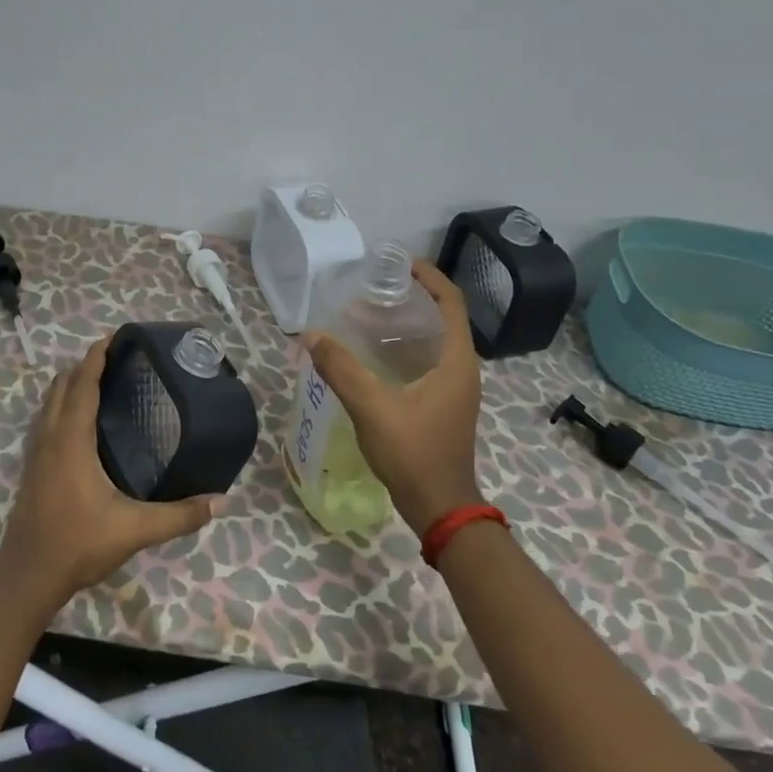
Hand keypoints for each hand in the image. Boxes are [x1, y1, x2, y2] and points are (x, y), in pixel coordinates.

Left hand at [0, 336, 226, 613]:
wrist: (27, 577)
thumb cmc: (78, 545)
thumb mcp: (134, 530)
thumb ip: (179, 515)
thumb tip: (222, 501)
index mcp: (71, 440)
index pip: (81, 385)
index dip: (95, 358)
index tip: (112, 338)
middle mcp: (50, 437)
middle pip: (61, 386)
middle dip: (84, 366)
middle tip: (115, 358)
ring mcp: (35, 452)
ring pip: (49, 402)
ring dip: (70, 384)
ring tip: (99, 380)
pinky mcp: (31, 467)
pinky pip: (45, 420)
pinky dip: (61, 405)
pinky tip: (80, 421)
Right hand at [302, 258, 483, 534]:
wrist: (441, 508)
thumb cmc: (414, 452)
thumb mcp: (372, 407)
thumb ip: (340, 368)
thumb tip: (310, 335)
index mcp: (456, 361)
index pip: (451, 302)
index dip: (429, 277)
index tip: (398, 263)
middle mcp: (462, 369)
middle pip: (442, 318)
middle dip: (409, 299)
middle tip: (371, 291)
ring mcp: (454, 389)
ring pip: (432, 342)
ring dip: (403, 326)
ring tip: (365, 317)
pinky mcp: (443, 405)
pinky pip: (426, 362)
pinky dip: (402, 350)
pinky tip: (371, 356)